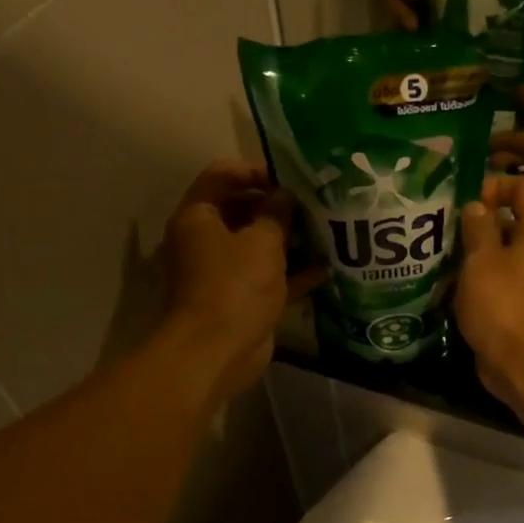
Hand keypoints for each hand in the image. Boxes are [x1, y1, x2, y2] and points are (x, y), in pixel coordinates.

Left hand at [161, 161, 323, 400]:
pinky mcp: (240, 300)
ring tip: (324, 232)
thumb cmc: (234, 286)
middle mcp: (205, 241)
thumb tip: (286, 195)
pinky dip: (291, 274)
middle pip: (241, 211)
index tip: (290, 178)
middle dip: (277, 207)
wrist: (217, 351)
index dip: (255, 171)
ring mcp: (222, 273)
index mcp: (198, 217)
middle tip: (314, 204)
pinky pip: (268, 278)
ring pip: (257, 247)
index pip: (221, 176)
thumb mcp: (262, 241)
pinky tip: (325, 269)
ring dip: (288, 240)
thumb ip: (277, 213)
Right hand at [455, 174, 523, 408]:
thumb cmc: (502, 305)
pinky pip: (497, 282)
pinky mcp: (519, 307)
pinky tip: (447, 287)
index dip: (497, 185)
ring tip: (438, 257)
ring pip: (500, 255)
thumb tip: (475, 206)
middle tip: (442, 228)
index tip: (466, 200)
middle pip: (511, 221)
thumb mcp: (482, 260)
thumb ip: (478, 228)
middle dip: (477, 222)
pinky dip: (476, 281)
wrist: (523, 365)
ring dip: (472, 254)